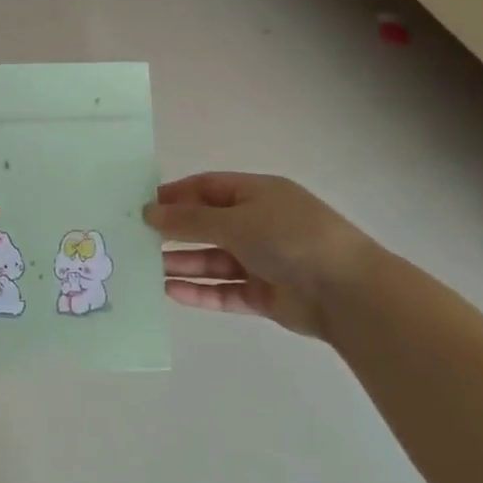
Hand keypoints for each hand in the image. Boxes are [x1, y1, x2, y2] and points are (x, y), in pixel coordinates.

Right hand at [144, 172, 375, 336]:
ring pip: (213, 260)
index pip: (207, 188)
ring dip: (182, 264)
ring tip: (145, 269)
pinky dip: (200, 291)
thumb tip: (149, 212)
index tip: (141, 206)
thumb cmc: (290, 239)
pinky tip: (170, 292)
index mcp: (258, 195)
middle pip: (207, 225)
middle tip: (136, 240)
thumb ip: (189, 220)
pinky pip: (224, 290)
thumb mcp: (235, 221)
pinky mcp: (264, 294)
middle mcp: (259, 224)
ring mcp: (262, 260)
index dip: (174, 195)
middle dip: (174, 233)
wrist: (347, 292)